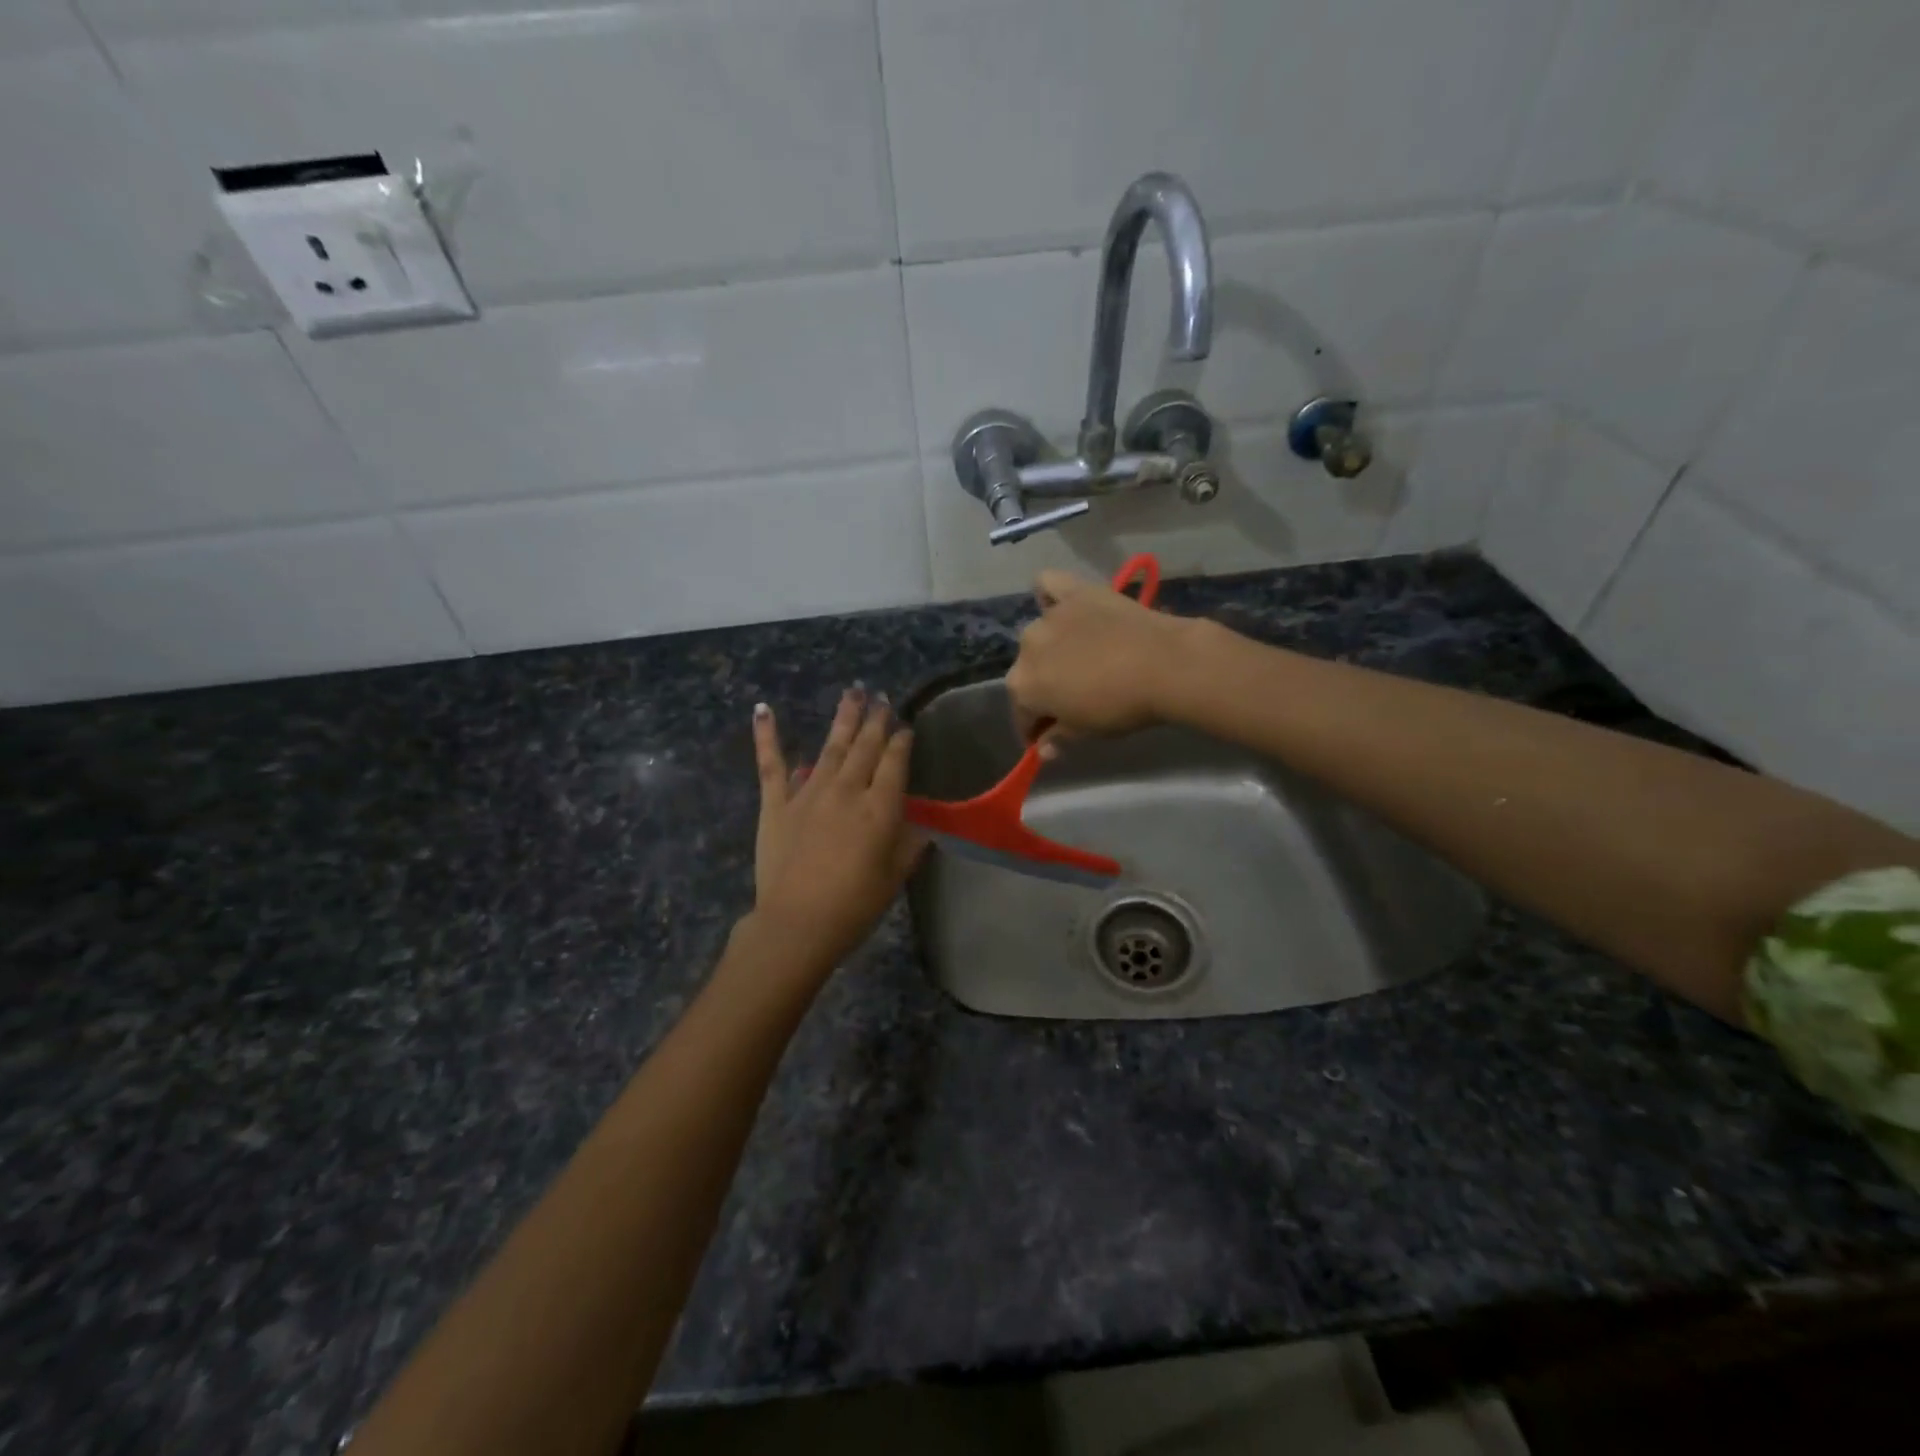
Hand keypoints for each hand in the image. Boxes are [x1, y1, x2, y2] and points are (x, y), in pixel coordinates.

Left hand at [748, 688, 924, 971]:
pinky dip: (767, 735)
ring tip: (852, 693)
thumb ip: (910, 846)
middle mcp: (848, 790)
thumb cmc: (854, 905)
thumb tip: (923, 827)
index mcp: (880, 808)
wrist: (798, 923)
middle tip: (881, 697)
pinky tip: (763, 709)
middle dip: (876, 720)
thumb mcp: (894, 877)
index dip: (902, 742)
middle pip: (865, 747)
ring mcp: (809, 792)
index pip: (895, 763)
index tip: (907, 727)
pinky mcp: (777, 803)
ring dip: (843, 718)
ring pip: (831, 747)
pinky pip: (771, 764)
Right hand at [1005, 569, 1202, 753]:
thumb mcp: (1087, 732)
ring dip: (1049, 649)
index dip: (1034, 729)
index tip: (1048, 738)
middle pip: (1028, 673)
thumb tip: (1043, 749)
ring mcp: (1050, 615)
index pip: (1021, 714)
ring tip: (1076, 658)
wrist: (1164, 664)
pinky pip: (1049, 586)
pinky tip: (1063, 608)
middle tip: (1069, 700)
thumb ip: (1058, 738)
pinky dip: (1049, 596)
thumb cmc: (1121, 706)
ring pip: (1039, 635)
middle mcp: (1026, 646)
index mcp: (1023, 685)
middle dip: (1042, 689)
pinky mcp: (1075, 591)